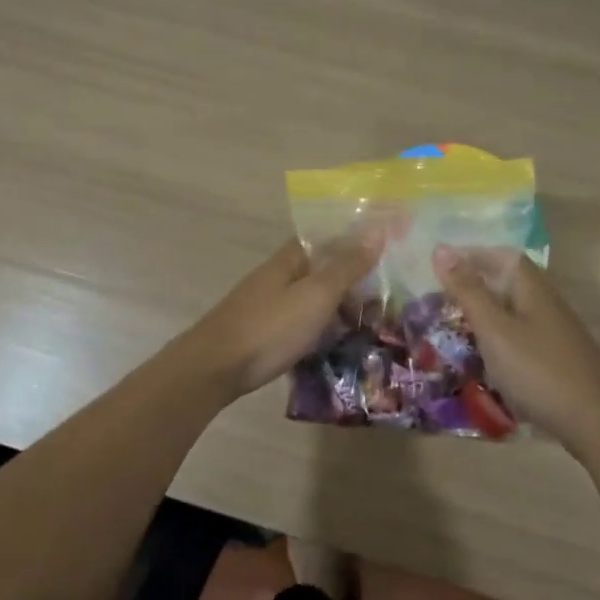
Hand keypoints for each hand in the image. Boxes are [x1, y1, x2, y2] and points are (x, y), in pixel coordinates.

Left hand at [169, 233, 383, 399]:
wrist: (213, 369)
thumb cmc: (270, 327)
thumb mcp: (316, 295)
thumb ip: (346, 266)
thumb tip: (376, 230)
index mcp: (290, 259)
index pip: (327, 238)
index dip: (355, 241)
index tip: (387, 252)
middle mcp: (277, 276)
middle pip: (320, 269)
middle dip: (351, 279)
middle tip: (386, 297)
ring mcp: (266, 305)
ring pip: (310, 298)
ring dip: (337, 306)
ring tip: (369, 324)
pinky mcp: (261, 333)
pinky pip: (300, 322)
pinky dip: (321, 328)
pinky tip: (335, 343)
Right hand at [433, 246, 599, 445]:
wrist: (598, 423)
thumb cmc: (538, 370)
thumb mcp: (494, 329)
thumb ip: (467, 290)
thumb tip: (440, 248)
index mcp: (532, 288)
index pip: (502, 256)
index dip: (472, 255)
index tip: (439, 266)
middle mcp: (546, 304)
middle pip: (508, 283)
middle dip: (474, 287)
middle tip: (438, 300)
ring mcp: (555, 334)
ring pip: (513, 313)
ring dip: (484, 316)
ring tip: (454, 330)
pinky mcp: (557, 361)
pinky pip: (520, 339)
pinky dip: (497, 342)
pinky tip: (484, 361)